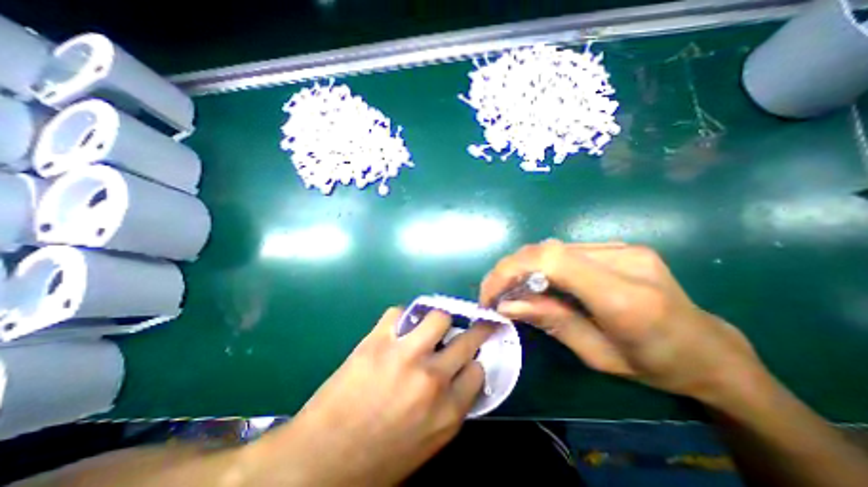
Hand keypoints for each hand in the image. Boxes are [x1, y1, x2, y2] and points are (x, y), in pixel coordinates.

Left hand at [255, 306, 491, 484]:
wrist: (318, 462)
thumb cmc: (376, 460)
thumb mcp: (426, 443)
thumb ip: (449, 407)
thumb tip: (459, 376)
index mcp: (447, 412)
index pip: (477, 371)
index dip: (472, 362)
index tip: (466, 358)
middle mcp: (432, 379)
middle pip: (467, 339)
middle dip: (473, 331)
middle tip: (470, 325)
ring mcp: (405, 356)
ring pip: (438, 316)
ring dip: (437, 320)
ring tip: (428, 327)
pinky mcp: (377, 341)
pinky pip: (400, 312)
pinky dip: (402, 318)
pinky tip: (396, 329)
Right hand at [481, 239, 765, 402]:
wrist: (711, 351)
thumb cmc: (657, 366)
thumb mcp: (598, 355)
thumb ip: (550, 321)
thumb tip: (506, 304)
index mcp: (625, 297)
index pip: (552, 261)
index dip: (511, 270)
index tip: (490, 294)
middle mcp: (623, 259)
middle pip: (547, 250)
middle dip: (510, 269)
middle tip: (494, 294)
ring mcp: (623, 247)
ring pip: (553, 248)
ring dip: (524, 267)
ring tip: (511, 289)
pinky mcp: (618, 247)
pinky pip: (566, 251)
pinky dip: (542, 265)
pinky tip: (538, 282)